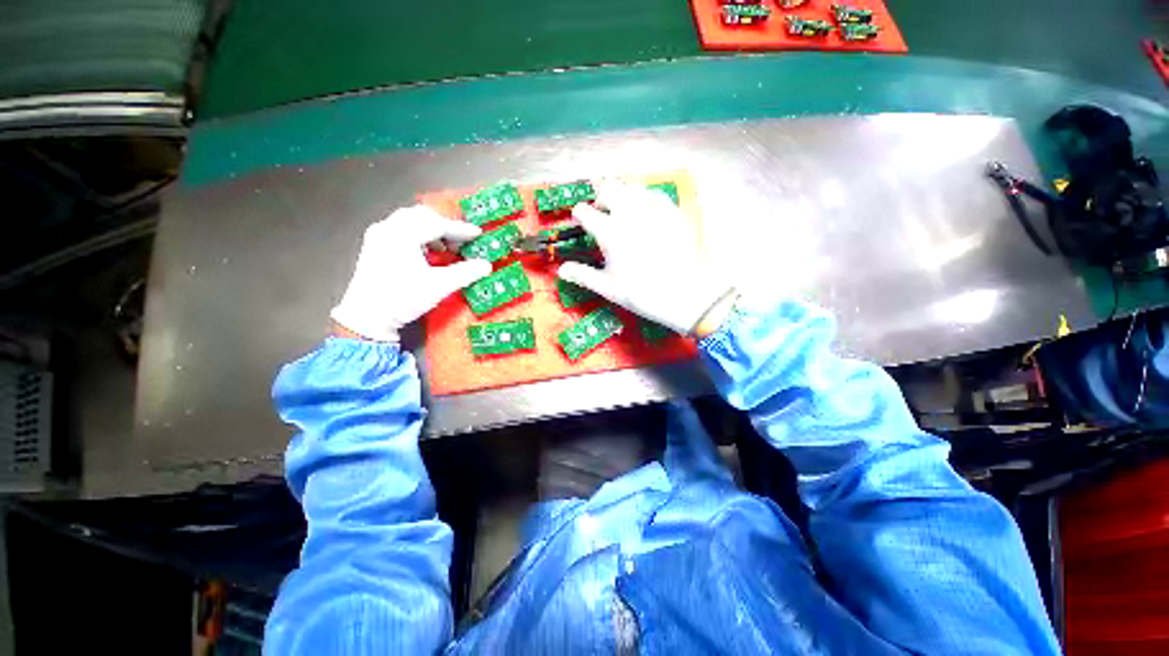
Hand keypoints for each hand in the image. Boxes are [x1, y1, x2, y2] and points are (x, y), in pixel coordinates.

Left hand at [331, 206, 492, 342]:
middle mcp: (388, 228)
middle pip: (422, 215)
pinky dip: (418, 235)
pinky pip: (400, 229)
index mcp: (403, 234)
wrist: (367, 318)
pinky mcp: (373, 245)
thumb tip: (486, 265)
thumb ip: (465, 273)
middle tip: (461, 241)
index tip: (478, 234)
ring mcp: (378, 236)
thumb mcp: (439, 286)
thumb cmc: (403, 299)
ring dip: (431, 230)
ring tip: (445, 248)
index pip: (438, 224)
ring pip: (410, 221)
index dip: (461, 229)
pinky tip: (426, 252)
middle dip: (445, 226)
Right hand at [558, 183, 732, 335]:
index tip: (581, 221)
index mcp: (609, 232)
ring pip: (631, 188)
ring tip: (623, 211)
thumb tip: (561, 270)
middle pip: (608, 190)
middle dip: (600, 199)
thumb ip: (583, 275)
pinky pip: (654, 194)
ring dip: (622, 195)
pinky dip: (644, 199)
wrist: (684, 294)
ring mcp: (653, 210)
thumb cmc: (641, 293)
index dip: (579, 215)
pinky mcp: (672, 212)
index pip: (585, 212)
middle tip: (602, 213)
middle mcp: (629, 214)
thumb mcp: (608, 288)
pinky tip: (645, 212)